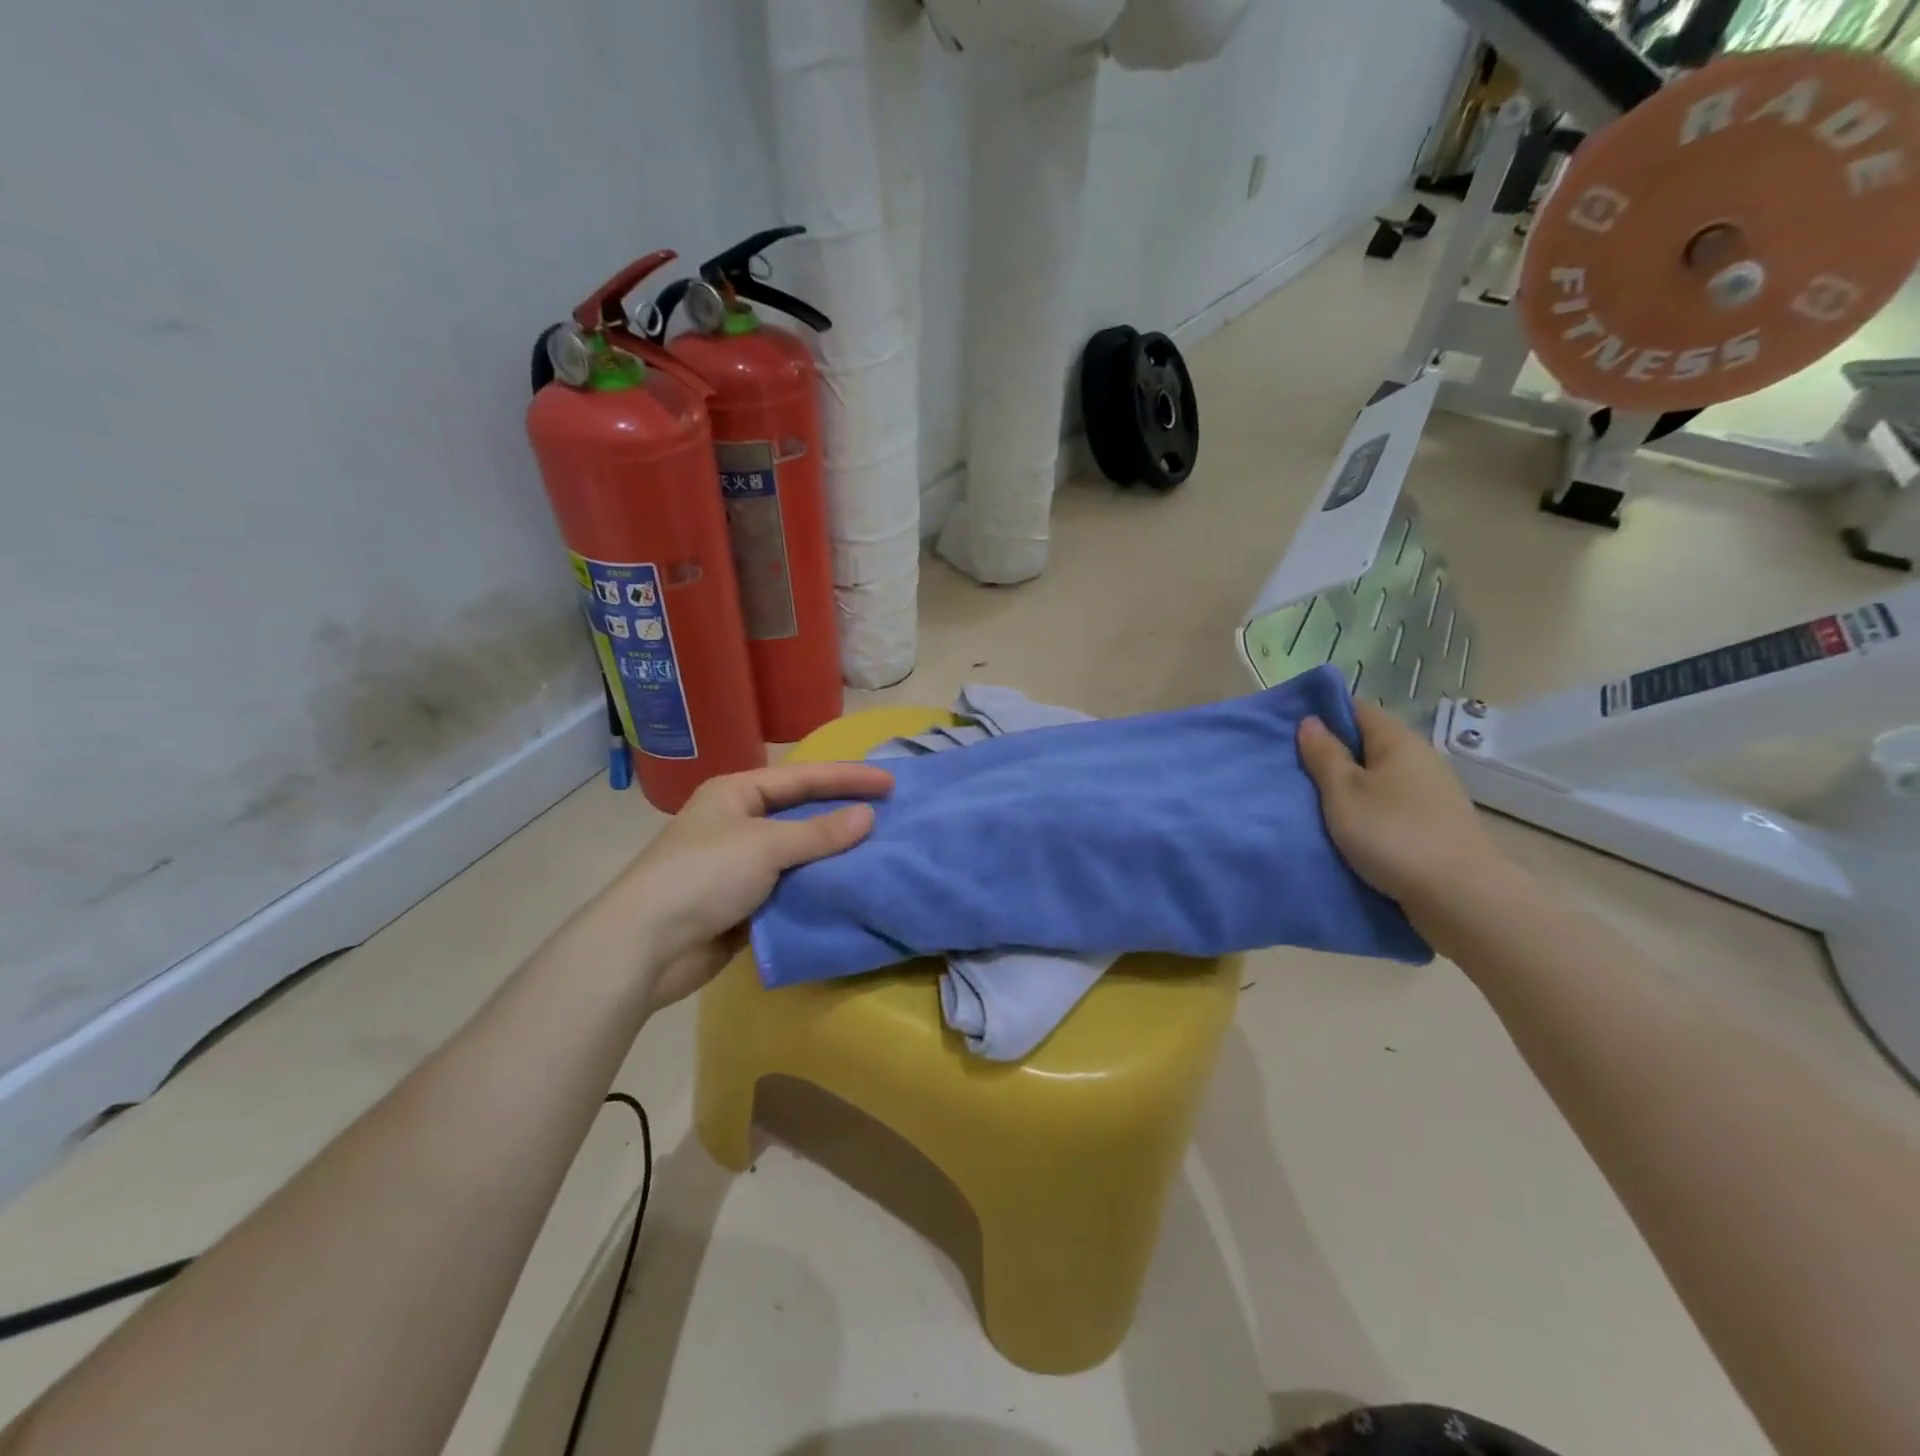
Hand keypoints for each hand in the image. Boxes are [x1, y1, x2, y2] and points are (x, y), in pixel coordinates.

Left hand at [617, 762, 893, 1009]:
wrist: (646, 947)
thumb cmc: (703, 876)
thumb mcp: (765, 845)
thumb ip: (819, 832)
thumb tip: (868, 817)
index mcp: (738, 793)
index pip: (804, 778)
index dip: (848, 778)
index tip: (891, 783)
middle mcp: (740, 822)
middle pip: (803, 813)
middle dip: (844, 815)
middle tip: (891, 816)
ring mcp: (742, 865)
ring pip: (800, 854)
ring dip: (835, 855)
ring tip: (882, 853)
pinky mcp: (746, 903)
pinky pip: (792, 889)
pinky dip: (819, 889)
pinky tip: (851, 890)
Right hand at [1297, 698, 1509, 915]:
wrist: (1459, 897)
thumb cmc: (1392, 834)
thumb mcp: (1343, 792)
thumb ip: (1324, 755)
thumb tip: (1311, 721)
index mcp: (1398, 741)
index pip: (1356, 708)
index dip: (1323, 714)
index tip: (1291, 730)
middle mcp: (1420, 758)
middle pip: (1368, 742)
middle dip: (1333, 751)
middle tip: (1294, 768)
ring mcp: (1432, 791)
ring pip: (1379, 775)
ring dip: (1350, 783)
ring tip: (1316, 799)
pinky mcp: (1435, 822)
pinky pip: (1391, 801)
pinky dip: (1368, 806)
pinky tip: (1350, 824)